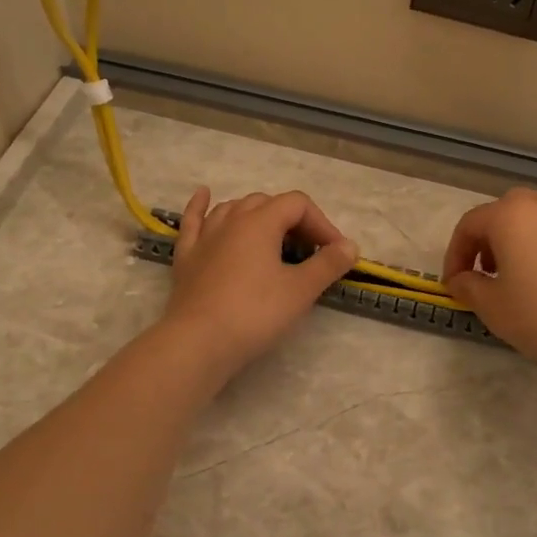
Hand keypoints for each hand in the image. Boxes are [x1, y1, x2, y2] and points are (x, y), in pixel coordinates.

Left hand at [162, 189, 357, 376]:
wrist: (198, 342)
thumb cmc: (255, 313)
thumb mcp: (300, 290)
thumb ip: (328, 264)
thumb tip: (350, 246)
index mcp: (260, 222)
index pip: (298, 204)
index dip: (321, 223)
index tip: (334, 252)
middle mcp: (231, 220)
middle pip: (267, 203)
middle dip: (293, 221)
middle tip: (308, 251)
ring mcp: (205, 236)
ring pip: (233, 209)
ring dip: (257, 215)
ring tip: (272, 232)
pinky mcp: (186, 256)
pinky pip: (193, 221)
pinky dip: (200, 205)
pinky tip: (204, 194)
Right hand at [443, 187, 536, 372]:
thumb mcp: (492, 307)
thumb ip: (468, 287)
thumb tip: (461, 279)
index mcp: (510, 216)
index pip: (469, 225)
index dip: (454, 255)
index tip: (454, 286)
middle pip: (503, 215)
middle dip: (487, 243)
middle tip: (485, 274)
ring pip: (533, 226)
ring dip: (517, 248)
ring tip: (517, 284)